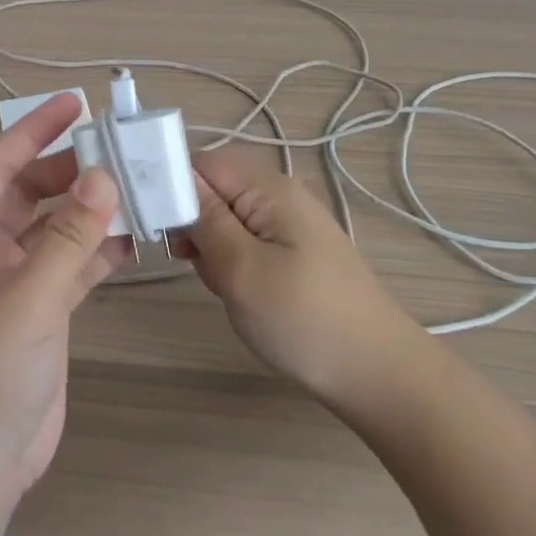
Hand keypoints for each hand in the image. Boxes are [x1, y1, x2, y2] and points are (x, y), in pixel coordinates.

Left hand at [0, 93, 124, 511]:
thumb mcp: (25, 300)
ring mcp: (12, 280)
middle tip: (121, 148)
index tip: (76, 104)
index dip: (35, 131)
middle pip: (30, 191)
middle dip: (72, 170)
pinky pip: (71, 263)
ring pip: (56, 227)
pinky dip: (99, 250)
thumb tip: (105, 177)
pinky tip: (135, 237)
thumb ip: (69, 238)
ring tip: (137, 185)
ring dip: (92, 210)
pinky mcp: (40, 309)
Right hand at [175, 148, 420, 403]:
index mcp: (270, 188)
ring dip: (212, 249)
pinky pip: (246, 243)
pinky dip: (232, 264)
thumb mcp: (242, 269)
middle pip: (214, 189)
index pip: (202, 161)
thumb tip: (176, 178)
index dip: (173, 186)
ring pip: (227, 220)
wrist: (377, 373)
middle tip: (197, 263)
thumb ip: (206, 219)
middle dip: (194, 223)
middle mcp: (281, 196)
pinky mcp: (294, 252)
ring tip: (224, 286)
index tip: (158, 225)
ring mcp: (290, 225)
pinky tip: (240, 294)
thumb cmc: (304, 320)